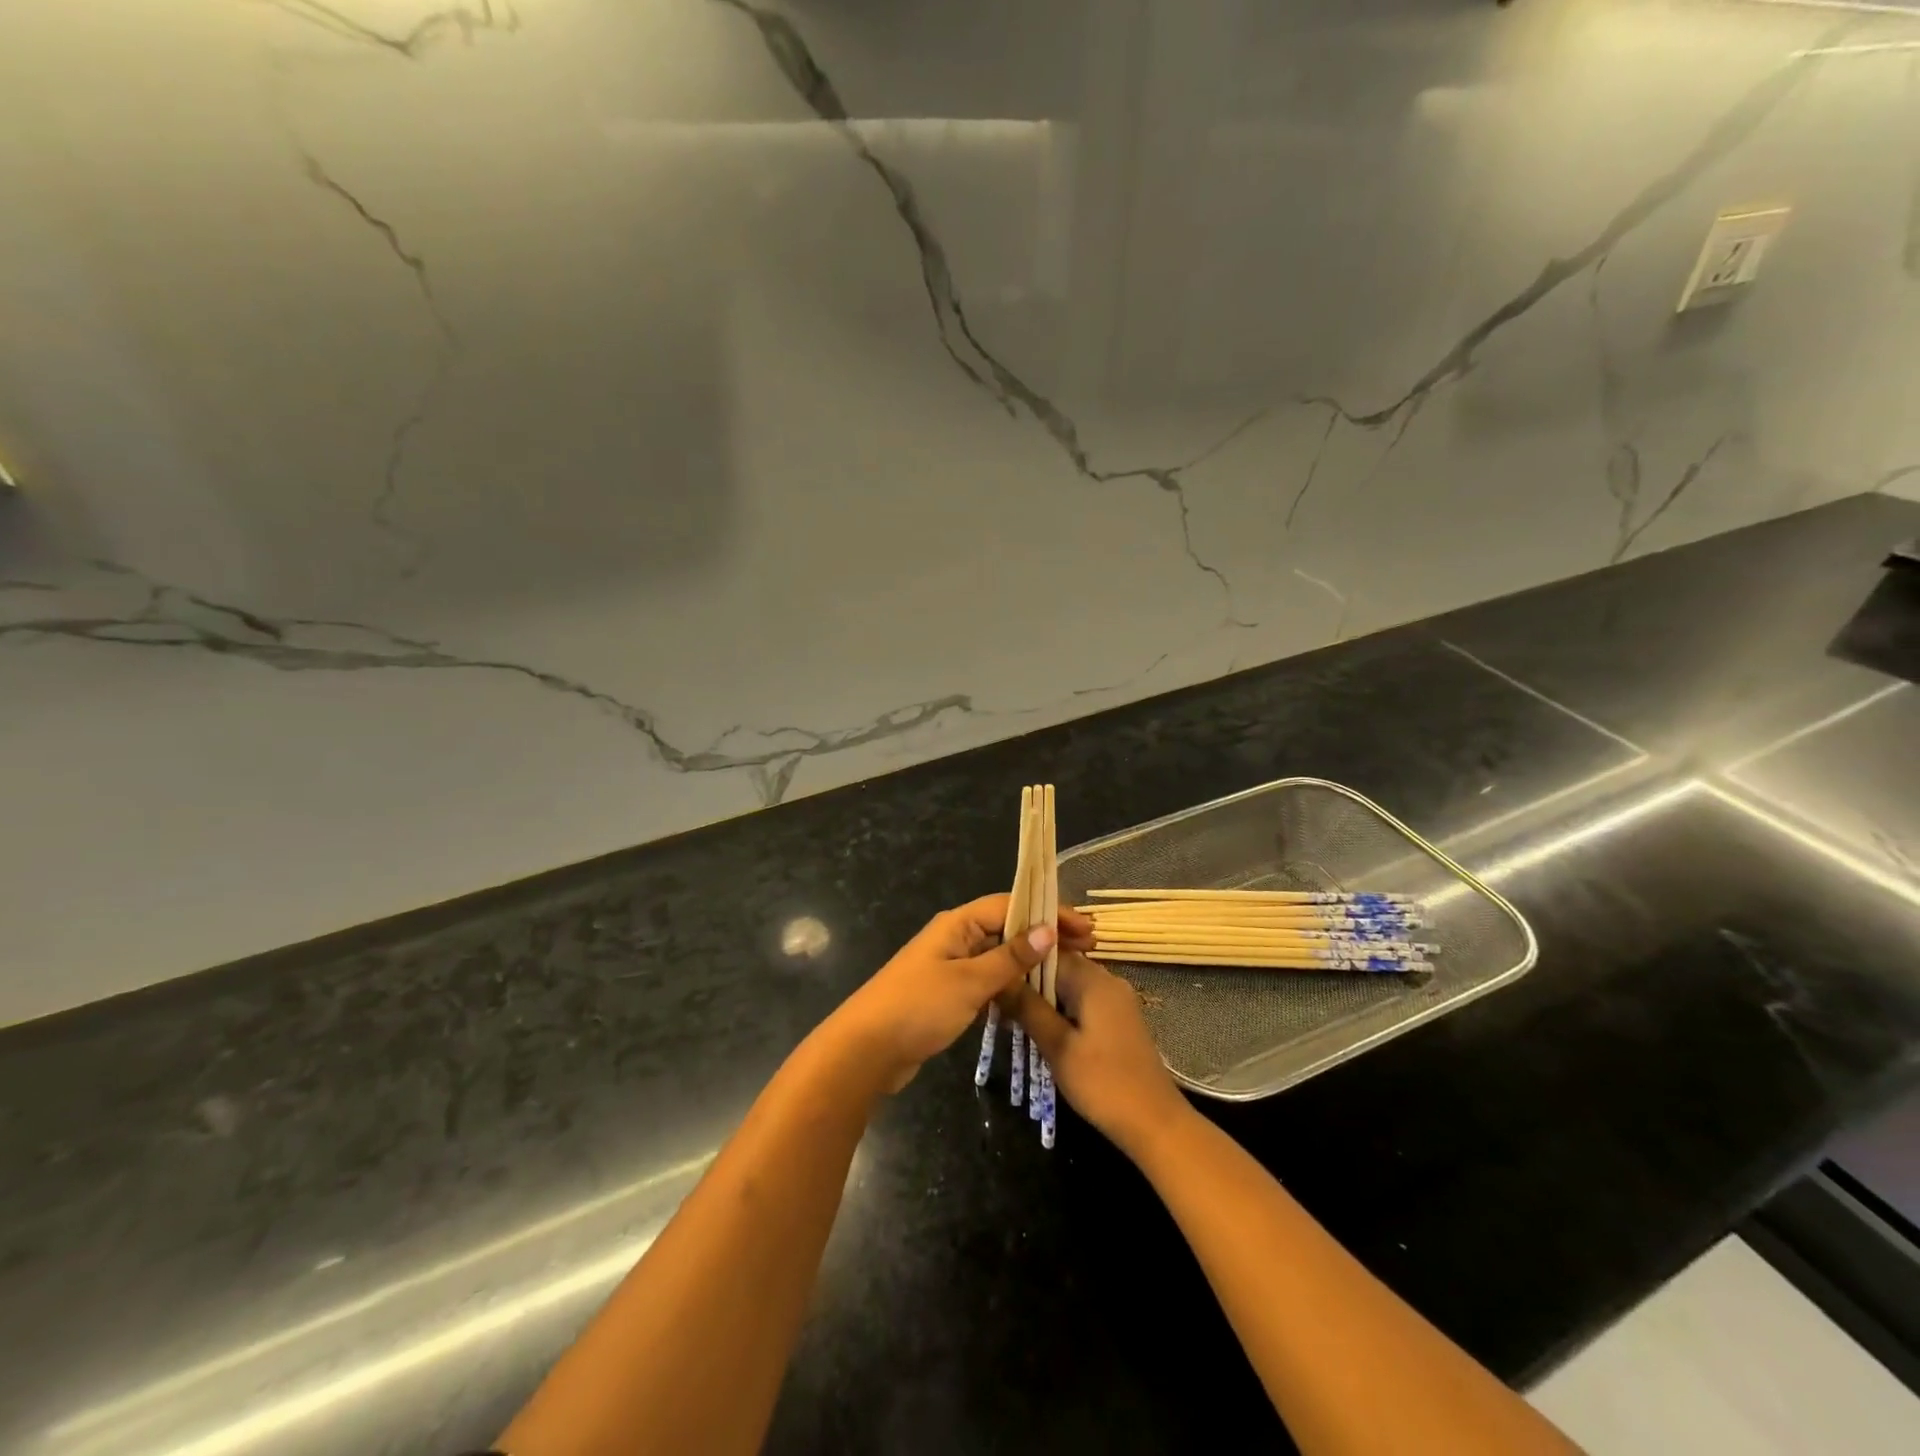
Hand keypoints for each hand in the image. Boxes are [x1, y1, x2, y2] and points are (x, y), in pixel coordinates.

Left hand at [827, 894, 1094, 1094]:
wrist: (866, 1051)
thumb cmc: (918, 1007)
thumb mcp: (969, 981)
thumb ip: (1009, 958)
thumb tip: (1046, 930)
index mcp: (957, 924)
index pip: (1010, 905)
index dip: (1047, 913)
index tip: (1083, 928)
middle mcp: (954, 938)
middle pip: (1006, 928)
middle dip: (1044, 936)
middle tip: (1086, 948)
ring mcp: (950, 967)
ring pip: (999, 956)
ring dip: (1031, 961)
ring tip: (1069, 971)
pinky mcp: (948, 994)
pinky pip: (988, 980)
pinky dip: (1012, 984)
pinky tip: (1036, 998)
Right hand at [1000, 952, 1189, 1153]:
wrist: (1155, 1124)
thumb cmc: (1103, 1082)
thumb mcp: (1057, 1046)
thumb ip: (1027, 1008)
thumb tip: (999, 977)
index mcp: (1093, 979)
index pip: (1048, 952)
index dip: (1019, 962)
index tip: (993, 976)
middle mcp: (1107, 981)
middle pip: (1059, 968)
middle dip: (1029, 983)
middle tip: (998, 1002)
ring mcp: (1116, 1002)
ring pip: (1070, 988)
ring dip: (1043, 1000)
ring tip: (1012, 1017)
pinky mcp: (1118, 1021)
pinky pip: (1082, 1004)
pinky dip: (1061, 1012)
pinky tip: (1042, 1032)